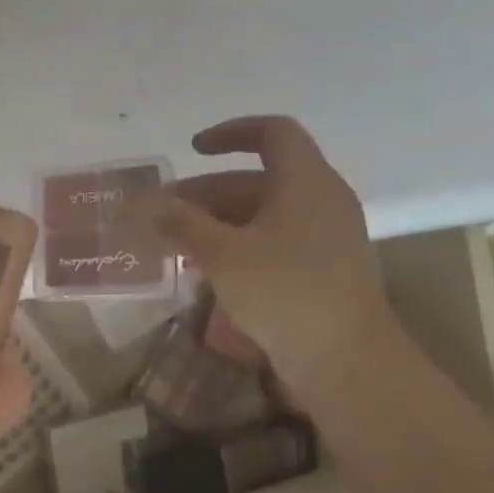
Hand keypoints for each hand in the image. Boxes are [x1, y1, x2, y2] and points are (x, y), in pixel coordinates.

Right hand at [138, 116, 395, 389]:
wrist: (345, 359)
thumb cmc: (285, 292)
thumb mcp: (222, 254)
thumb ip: (182, 223)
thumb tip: (148, 203)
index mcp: (306, 183)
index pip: (273, 133)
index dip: (231, 133)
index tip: (192, 149)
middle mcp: (319, 201)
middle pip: (257, 179)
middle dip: (205, 192)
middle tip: (162, 213)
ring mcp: (322, 237)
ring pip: (260, 214)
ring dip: (214, 223)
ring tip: (173, 244)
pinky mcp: (317, 269)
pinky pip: (270, 241)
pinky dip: (234, 245)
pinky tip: (203, 270)